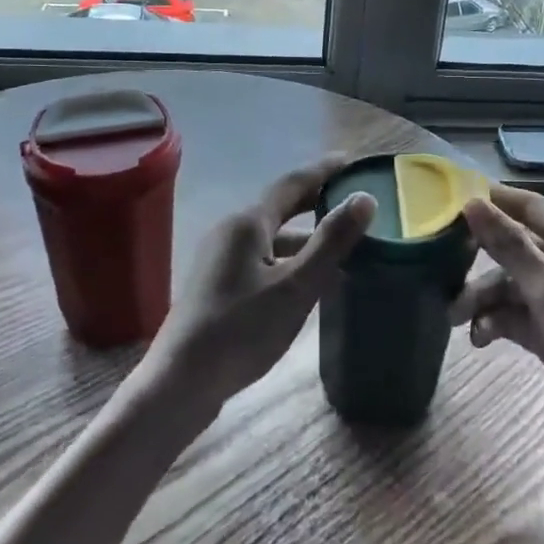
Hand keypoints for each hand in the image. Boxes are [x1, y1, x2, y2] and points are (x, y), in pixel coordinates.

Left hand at [145, 154, 375, 409]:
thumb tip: (364, 198)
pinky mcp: (218, 285)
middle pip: (280, 207)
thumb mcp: (295, 287)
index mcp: (247, 223)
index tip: (351, 160)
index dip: (323, 170)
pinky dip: (290, 259)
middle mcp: (231, 231)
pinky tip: (308, 281)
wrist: (179, 383)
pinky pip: (262, 259)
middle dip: (315, 200)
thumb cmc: (240, 331)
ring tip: (342, 244)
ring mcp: (220, 259)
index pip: (292, 183)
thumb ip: (330, 242)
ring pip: (272, 237)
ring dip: (305, 236)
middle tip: (351, 197)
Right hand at [453, 185, 543, 452]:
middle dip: (478, 259)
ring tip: (454, 319)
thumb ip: (510, 247)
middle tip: (438, 267)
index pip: (528, 207)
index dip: (491, 199)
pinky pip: (518, 317)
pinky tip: (479, 339)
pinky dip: (497, 324)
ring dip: (483, 298)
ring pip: (511, 286)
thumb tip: (471, 202)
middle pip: (514, 247)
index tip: (445, 200)